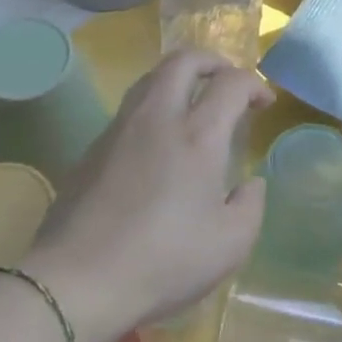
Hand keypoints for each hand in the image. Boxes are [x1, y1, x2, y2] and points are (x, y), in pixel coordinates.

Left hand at [25, 49, 270, 341]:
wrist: (77, 281)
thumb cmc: (164, 261)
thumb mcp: (230, 244)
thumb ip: (250, 205)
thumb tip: (249, 184)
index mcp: (198, 136)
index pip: (231, 83)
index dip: (253, 84)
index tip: (263, 103)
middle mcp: (157, 118)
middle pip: (182, 60)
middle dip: (211, 61)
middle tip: (226, 83)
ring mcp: (118, 130)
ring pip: (149, 79)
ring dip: (178, 80)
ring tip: (192, 106)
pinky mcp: (91, 150)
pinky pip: (128, 111)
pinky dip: (152, 110)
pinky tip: (157, 145)